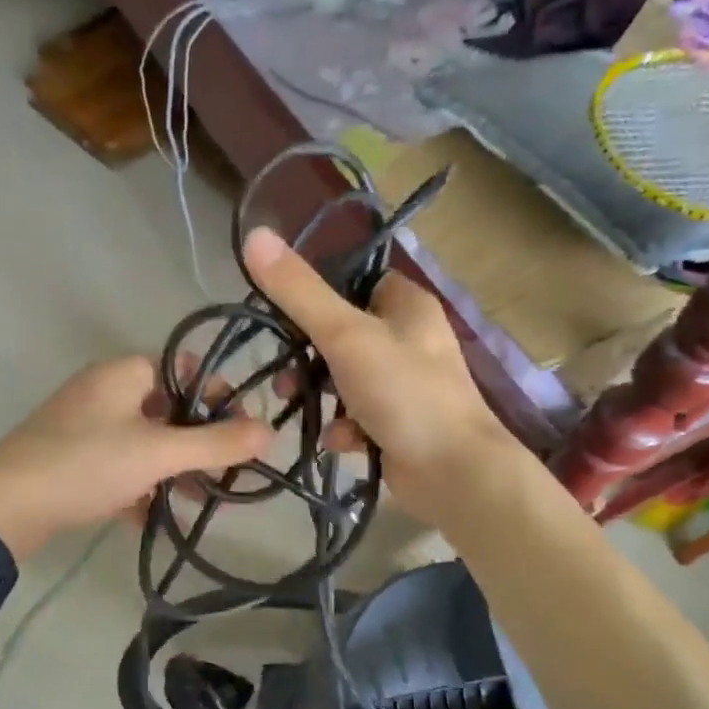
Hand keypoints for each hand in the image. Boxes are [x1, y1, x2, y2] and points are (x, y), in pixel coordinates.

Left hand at [0, 357, 273, 559]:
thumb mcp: (158, 453)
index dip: (218, 394)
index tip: (243, 429)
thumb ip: (216, 443)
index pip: (185, 368)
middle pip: (167, 409)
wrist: (3, 507)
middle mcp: (103, 392)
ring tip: (201, 501)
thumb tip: (270, 432)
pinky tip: (155, 519)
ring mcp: (84, 428)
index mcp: (123, 374)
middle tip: (228, 474)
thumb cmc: (86, 464)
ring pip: (143, 443)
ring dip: (172, 469)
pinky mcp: (71, 461)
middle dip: (199, 442)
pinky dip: (139, 488)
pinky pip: (118, 468)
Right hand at [243, 227, 517, 517]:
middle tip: (283, 373)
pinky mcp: (399, 424)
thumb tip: (254, 235)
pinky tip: (338, 441)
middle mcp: (410, 339)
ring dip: (319, 393)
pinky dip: (343, 426)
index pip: (357, 282)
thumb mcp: (345, 335)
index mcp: (407, 305)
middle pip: (344, 333)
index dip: (320, 294)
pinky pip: (358, 416)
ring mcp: (405, 384)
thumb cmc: (403, 391)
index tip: (284, 314)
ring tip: (294, 405)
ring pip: (345, 378)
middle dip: (308, 356)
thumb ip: (298, 291)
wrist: (454, 472)